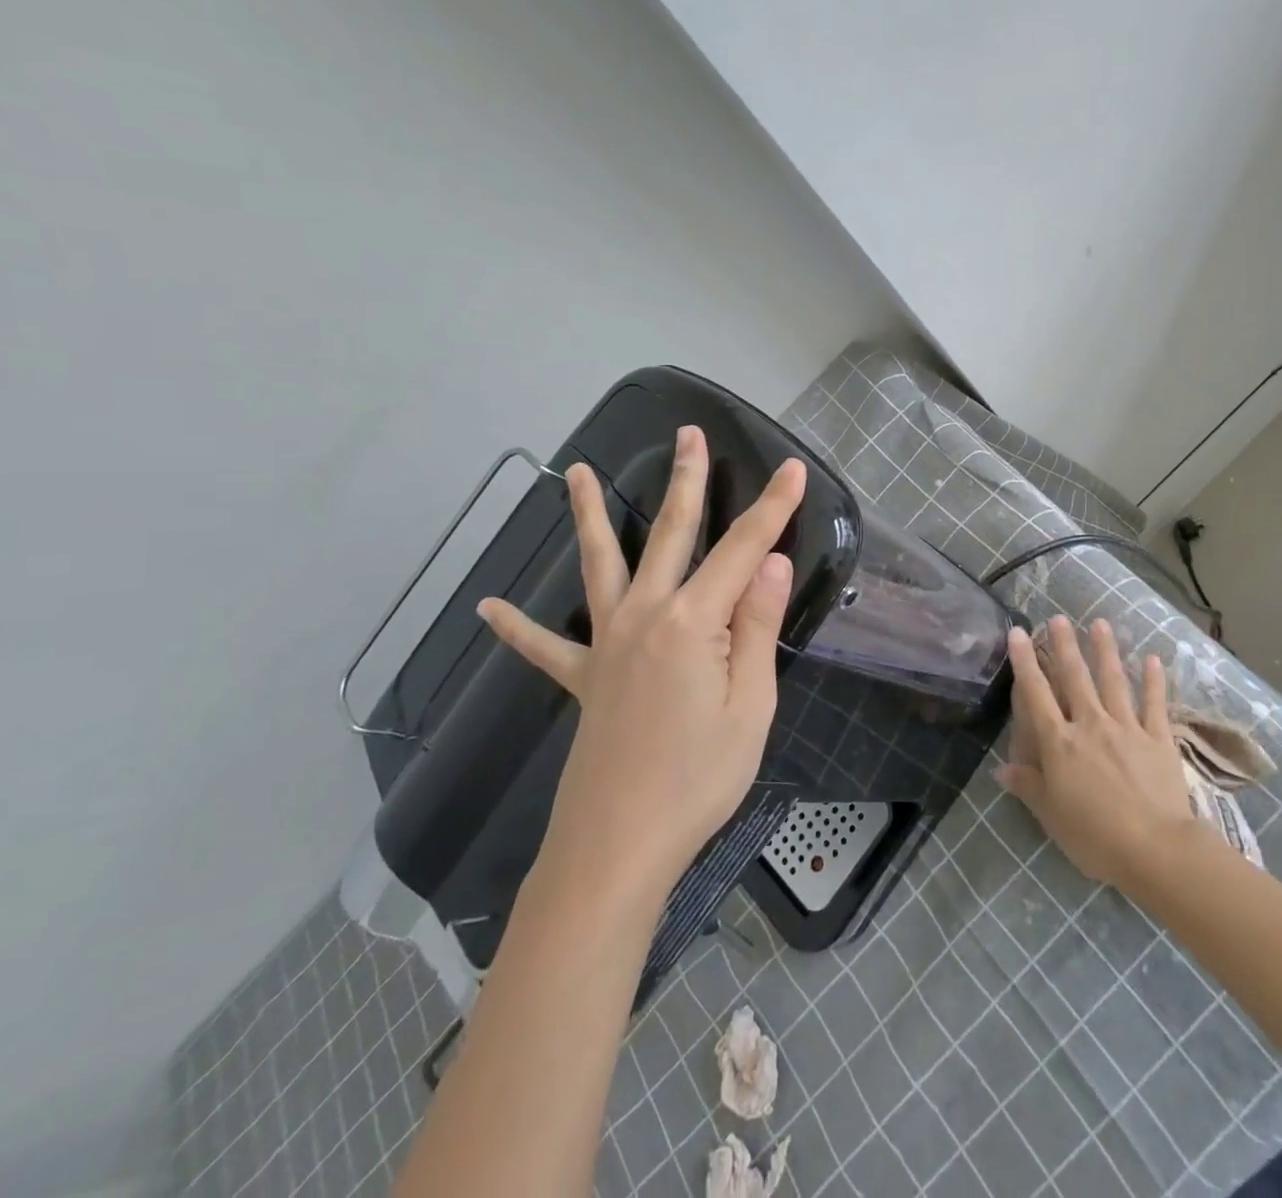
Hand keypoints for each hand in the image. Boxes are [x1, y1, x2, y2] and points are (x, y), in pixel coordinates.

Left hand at [477, 426, 805, 893]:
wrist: (618, 846)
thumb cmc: (698, 778)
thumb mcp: (751, 705)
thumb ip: (756, 627)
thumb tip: (770, 563)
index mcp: (692, 623)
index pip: (743, 550)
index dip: (772, 509)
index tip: (791, 469)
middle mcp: (644, 617)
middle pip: (670, 535)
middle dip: (686, 482)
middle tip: (689, 435)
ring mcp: (607, 645)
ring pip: (600, 566)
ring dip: (591, 516)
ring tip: (578, 474)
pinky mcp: (584, 679)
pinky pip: (546, 647)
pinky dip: (518, 628)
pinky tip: (490, 609)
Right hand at [995, 616, 1199, 890]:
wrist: (1155, 849)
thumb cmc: (1094, 836)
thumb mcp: (1051, 815)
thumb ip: (1028, 786)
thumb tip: (1000, 769)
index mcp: (1060, 743)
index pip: (1036, 694)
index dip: (1024, 662)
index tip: (1017, 632)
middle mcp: (1090, 725)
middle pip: (1074, 678)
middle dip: (1064, 645)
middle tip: (1057, 618)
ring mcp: (1127, 728)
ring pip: (1113, 681)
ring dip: (1105, 650)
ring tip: (1100, 623)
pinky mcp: (1159, 739)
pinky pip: (1155, 704)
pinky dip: (1154, 681)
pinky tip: (1152, 658)